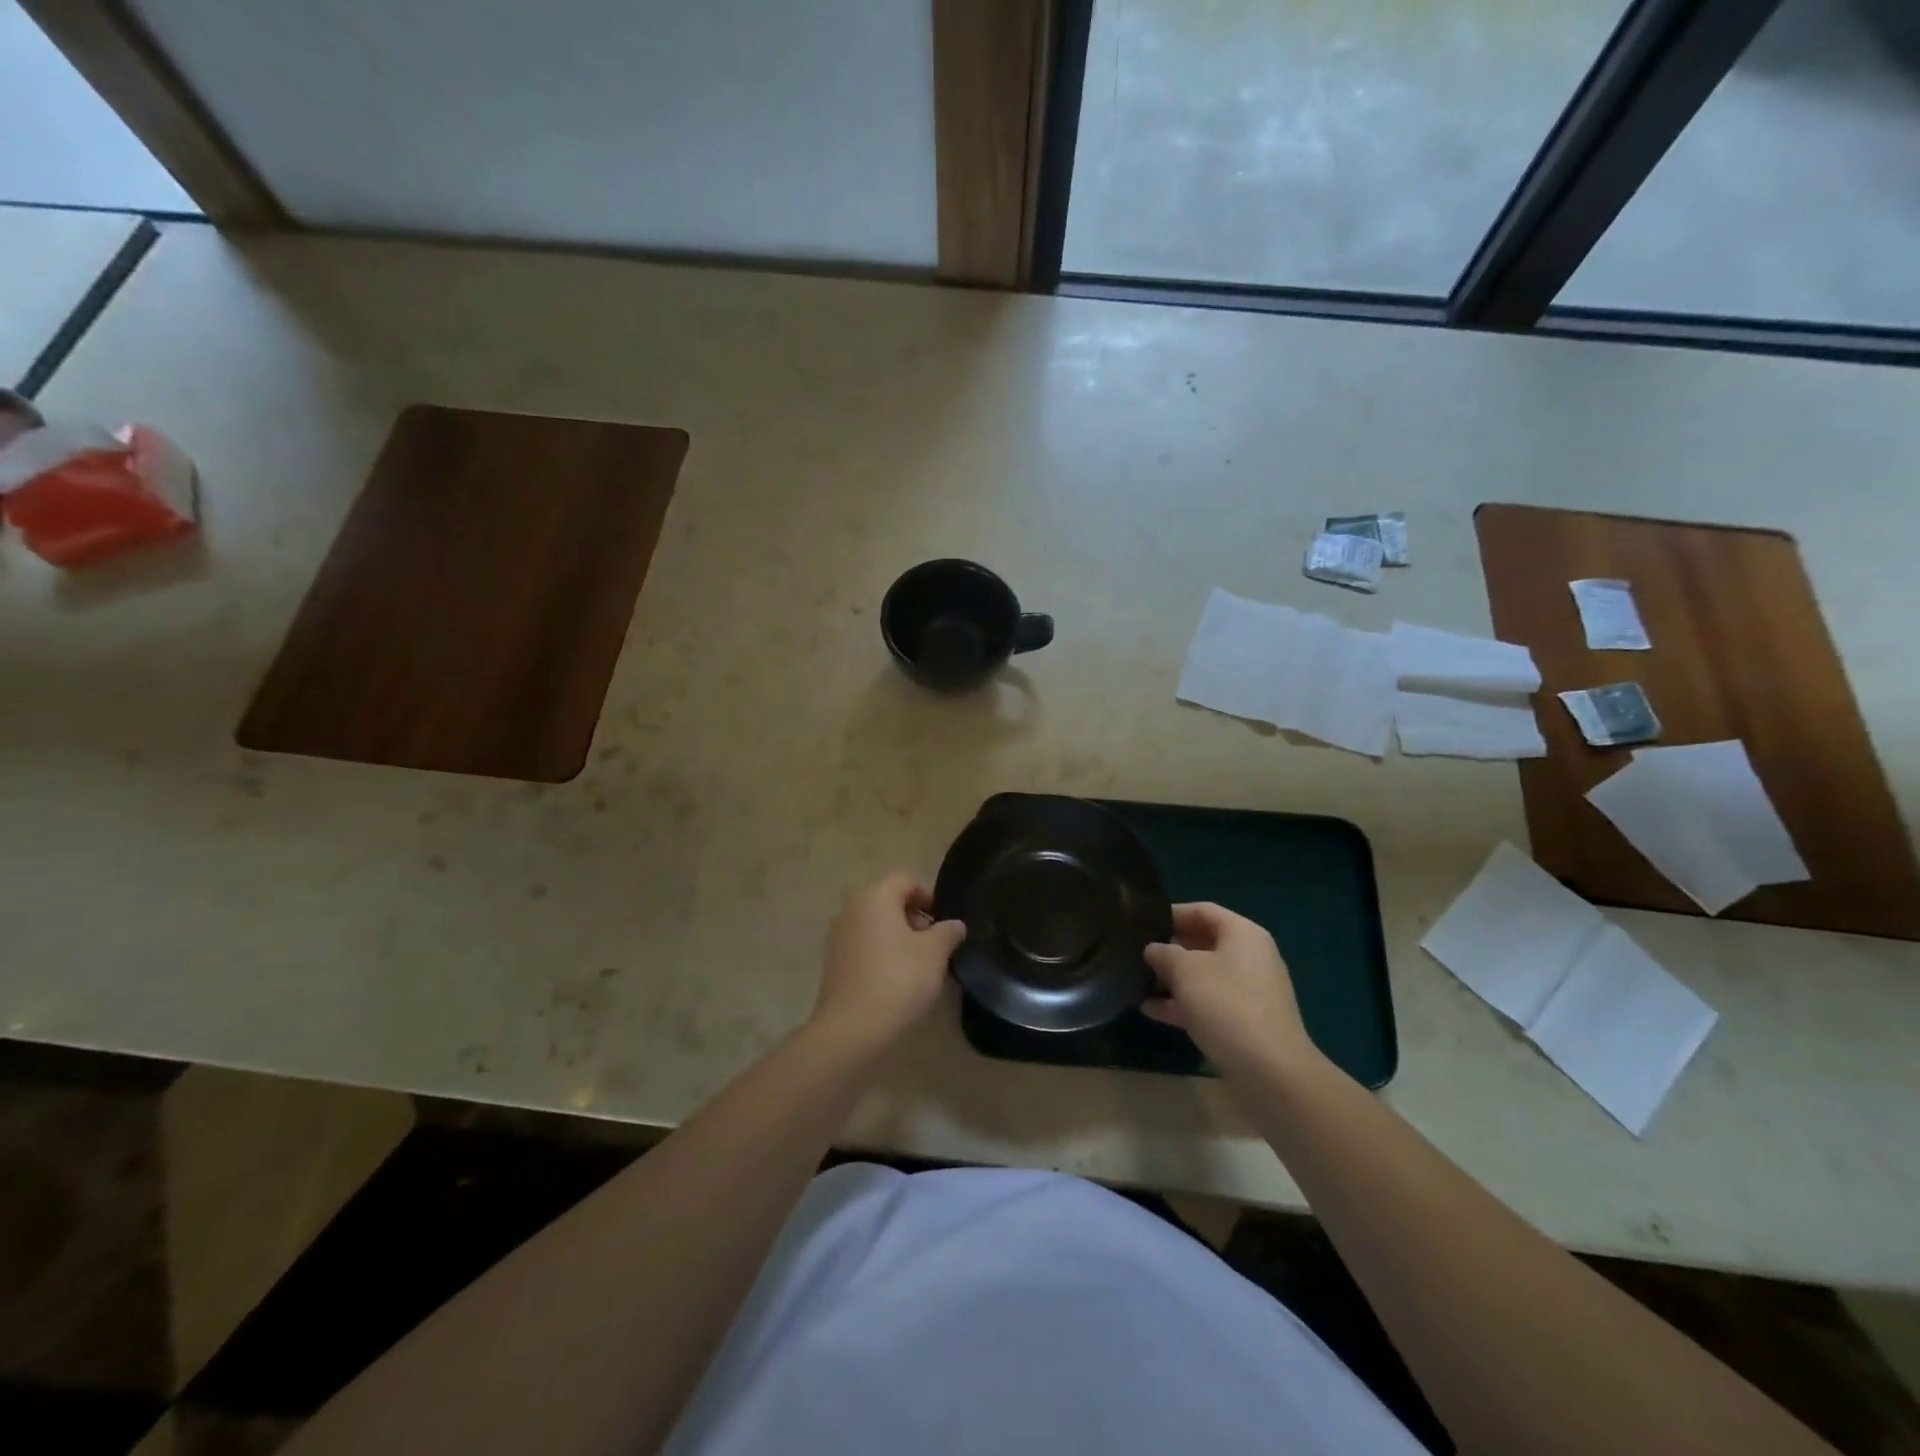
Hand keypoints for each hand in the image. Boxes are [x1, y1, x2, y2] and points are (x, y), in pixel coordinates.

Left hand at [812, 872, 965, 1052]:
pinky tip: (897, 981)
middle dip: (915, 918)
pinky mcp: (833, 963)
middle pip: (889, 901)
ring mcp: (838, 936)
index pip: (906, 880)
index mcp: (874, 897)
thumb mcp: (934, 954)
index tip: (944, 923)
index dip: (930, 896)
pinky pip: (864, 946)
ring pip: (876, 925)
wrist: (852, 1030)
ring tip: (919, 966)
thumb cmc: (898, 980)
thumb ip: (947, 932)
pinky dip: (882, 954)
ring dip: (899, 938)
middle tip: (935, 946)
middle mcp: (851, 909)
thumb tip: (955, 924)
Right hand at [1144, 902, 1319, 1078]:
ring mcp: (1249, 992)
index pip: (1203, 911)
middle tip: (1135, 952)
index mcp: (1243, 934)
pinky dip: (1182, 1004)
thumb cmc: (1226, 1004)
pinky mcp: (1244, 1022)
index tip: (1142, 922)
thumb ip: (1164, 953)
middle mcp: (1250, 957)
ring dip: (1172, 978)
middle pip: (1203, 943)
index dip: (1171, 913)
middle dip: (1169, 948)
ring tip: (1136, 980)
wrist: (1269, 1070)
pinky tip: (1149, 1009)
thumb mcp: (1186, 970)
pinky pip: (1207, 1003)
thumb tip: (1153, 949)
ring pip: (1203, 976)